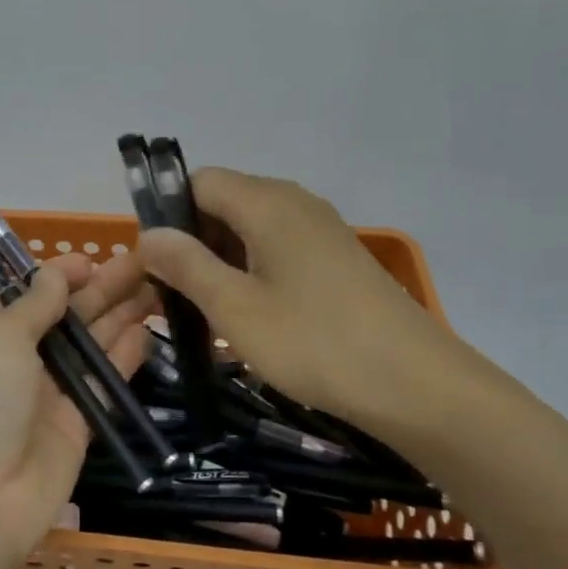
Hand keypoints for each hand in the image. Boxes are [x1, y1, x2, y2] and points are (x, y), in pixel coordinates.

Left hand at [0, 253, 155, 562]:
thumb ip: (34, 304)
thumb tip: (57, 272)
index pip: (28, 294)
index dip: (60, 275)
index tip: (95, 260)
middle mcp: (17, 360)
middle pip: (66, 316)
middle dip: (103, 289)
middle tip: (147, 263)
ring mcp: (48, 394)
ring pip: (91, 346)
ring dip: (121, 315)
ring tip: (159, 285)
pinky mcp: (77, 426)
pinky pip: (104, 384)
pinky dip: (124, 358)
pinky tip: (149, 332)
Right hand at [135, 169, 514, 444]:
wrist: (419, 386)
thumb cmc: (316, 343)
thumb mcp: (235, 308)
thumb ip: (186, 264)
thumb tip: (148, 234)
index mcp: (266, 202)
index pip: (198, 181)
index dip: (167, 214)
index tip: (155, 264)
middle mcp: (294, 203)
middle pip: (224, 203)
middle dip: (192, 242)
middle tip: (175, 296)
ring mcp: (320, 230)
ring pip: (250, 229)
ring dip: (221, 262)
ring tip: (209, 313)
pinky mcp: (337, 258)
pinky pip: (278, 249)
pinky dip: (253, 273)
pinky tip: (252, 318)